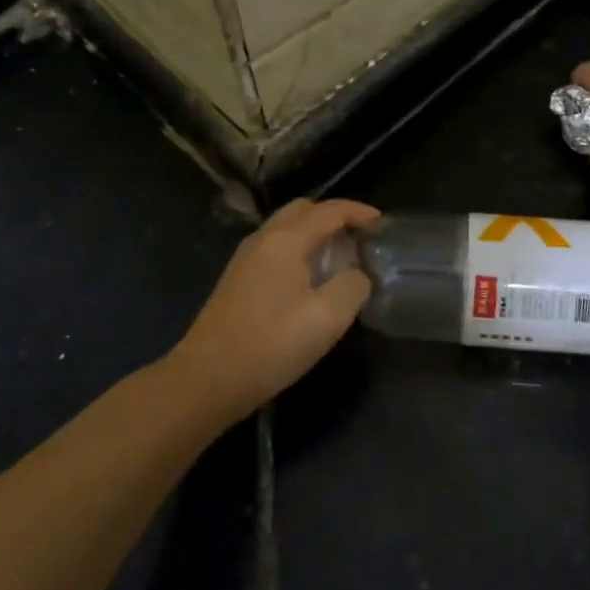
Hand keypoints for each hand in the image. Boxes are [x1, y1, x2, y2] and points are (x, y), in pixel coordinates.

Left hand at [170, 198, 379, 417]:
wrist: (207, 379)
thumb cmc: (272, 344)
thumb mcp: (328, 318)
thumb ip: (353, 286)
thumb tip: (358, 275)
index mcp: (286, 240)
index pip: (328, 210)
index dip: (358, 211)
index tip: (381, 223)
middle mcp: (263, 239)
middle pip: (302, 210)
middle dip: (333, 216)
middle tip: (357, 238)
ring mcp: (245, 259)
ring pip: (285, 229)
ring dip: (313, 233)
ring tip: (338, 258)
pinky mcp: (237, 280)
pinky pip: (274, 248)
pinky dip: (297, 249)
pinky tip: (308, 279)